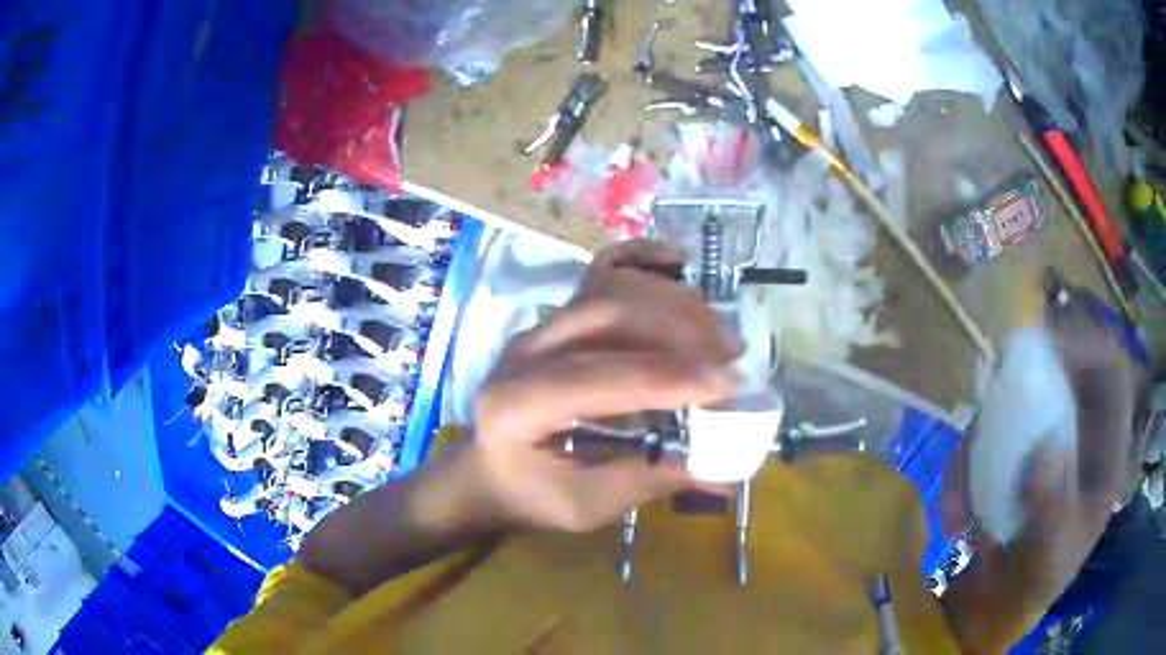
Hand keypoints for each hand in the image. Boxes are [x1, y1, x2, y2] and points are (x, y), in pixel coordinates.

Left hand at [461, 241, 742, 532]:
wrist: (488, 470)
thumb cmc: (530, 493)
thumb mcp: (584, 506)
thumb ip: (648, 481)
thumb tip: (725, 471)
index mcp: (519, 405)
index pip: (601, 377)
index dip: (670, 376)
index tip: (730, 383)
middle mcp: (523, 351)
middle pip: (606, 316)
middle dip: (679, 331)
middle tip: (732, 354)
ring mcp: (538, 325)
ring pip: (608, 289)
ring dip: (671, 302)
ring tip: (718, 330)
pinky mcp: (555, 315)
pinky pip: (597, 270)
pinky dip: (640, 259)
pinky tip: (678, 261)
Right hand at [942, 307, 1139, 652]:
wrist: (999, 605)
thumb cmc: (1036, 582)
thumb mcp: (1050, 559)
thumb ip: (1054, 511)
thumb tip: (1046, 448)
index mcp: (1106, 453)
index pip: (1111, 373)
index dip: (1087, 349)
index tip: (1048, 356)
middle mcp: (1079, 434)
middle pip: (1064, 371)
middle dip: (1028, 380)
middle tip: (993, 397)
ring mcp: (1044, 439)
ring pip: (1019, 400)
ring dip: (985, 436)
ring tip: (960, 494)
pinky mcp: (1012, 453)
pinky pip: (986, 437)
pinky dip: (965, 466)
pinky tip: (952, 511)